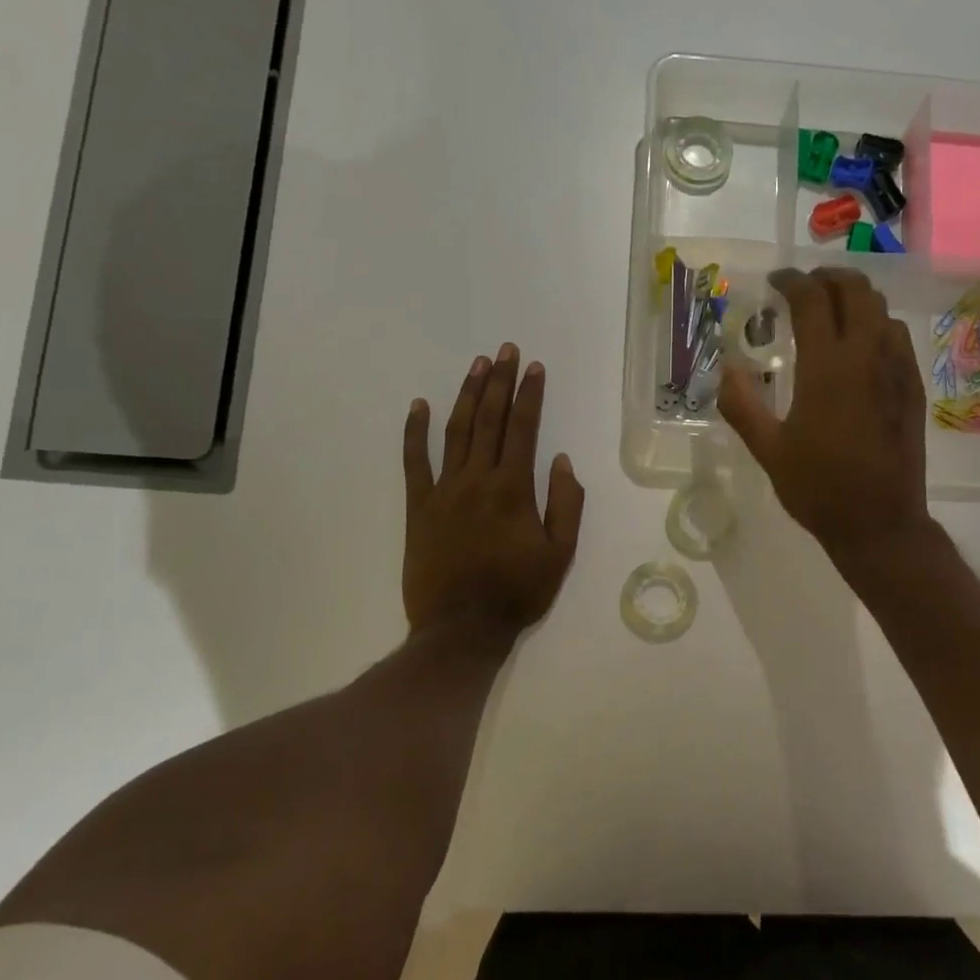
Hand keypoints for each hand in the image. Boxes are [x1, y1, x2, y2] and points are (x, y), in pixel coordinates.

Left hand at [402, 344, 585, 634]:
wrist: (461, 629)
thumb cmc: (518, 592)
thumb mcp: (560, 553)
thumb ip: (565, 503)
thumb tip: (560, 459)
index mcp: (514, 489)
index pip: (523, 428)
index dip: (530, 394)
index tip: (535, 367)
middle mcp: (478, 479)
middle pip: (489, 420)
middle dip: (500, 382)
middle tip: (506, 351)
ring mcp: (444, 491)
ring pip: (455, 431)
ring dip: (467, 395)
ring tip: (477, 365)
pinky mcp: (418, 507)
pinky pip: (413, 462)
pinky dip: (414, 432)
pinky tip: (418, 406)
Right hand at [717, 268, 930, 562]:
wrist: (880, 523)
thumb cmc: (819, 488)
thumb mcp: (768, 450)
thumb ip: (742, 405)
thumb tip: (727, 370)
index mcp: (827, 367)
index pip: (812, 300)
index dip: (792, 281)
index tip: (776, 281)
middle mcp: (866, 356)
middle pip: (856, 290)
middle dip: (829, 277)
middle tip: (806, 287)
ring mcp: (897, 370)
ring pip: (881, 310)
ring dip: (855, 299)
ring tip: (831, 311)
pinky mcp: (913, 388)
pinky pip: (897, 337)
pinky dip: (876, 324)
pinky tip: (860, 347)